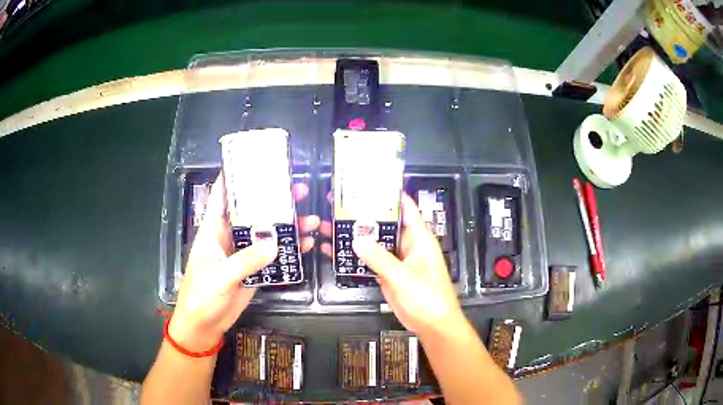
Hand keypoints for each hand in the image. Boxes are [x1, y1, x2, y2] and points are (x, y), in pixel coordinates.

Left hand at [169, 175, 318, 351]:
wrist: (205, 325)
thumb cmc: (201, 297)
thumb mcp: (219, 277)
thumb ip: (245, 260)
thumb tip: (274, 243)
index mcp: (213, 230)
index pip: (223, 196)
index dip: (236, 177)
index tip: (257, 162)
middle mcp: (229, 236)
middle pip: (252, 211)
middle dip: (274, 199)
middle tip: (299, 189)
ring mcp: (243, 253)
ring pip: (266, 233)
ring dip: (286, 225)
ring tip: (310, 218)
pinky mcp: (254, 270)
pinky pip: (272, 255)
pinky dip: (288, 250)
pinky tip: (305, 245)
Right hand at [320, 194, 463, 336]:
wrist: (432, 325)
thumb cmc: (427, 298)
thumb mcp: (403, 277)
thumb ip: (380, 258)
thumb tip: (356, 238)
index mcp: (419, 239)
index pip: (406, 208)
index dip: (389, 195)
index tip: (368, 184)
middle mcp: (408, 245)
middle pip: (386, 223)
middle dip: (366, 214)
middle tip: (341, 204)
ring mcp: (398, 260)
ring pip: (377, 242)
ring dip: (360, 235)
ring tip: (334, 223)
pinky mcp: (389, 274)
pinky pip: (373, 259)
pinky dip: (359, 255)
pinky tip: (340, 249)